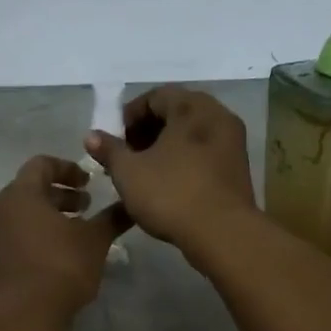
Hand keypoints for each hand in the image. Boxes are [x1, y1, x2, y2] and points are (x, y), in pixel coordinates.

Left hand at [0, 156, 128, 314]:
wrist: (23, 314)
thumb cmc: (61, 265)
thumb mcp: (94, 239)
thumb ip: (111, 218)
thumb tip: (131, 205)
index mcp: (21, 193)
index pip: (42, 164)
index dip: (68, 169)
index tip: (89, 183)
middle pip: (30, 189)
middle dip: (60, 195)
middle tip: (86, 206)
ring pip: (21, 213)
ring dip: (48, 216)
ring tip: (75, 231)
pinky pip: (14, 234)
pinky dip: (35, 234)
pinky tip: (57, 252)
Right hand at [84, 86, 256, 254]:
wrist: (223, 234)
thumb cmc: (171, 194)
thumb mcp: (128, 172)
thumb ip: (109, 150)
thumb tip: (91, 135)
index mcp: (192, 107)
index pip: (155, 96)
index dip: (129, 116)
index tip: (114, 141)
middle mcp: (217, 115)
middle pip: (175, 112)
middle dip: (147, 131)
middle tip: (127, 156)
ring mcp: (233, 141)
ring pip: (191, 134)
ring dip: (165, 146)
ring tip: (144, 171)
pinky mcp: (239, 167)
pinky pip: (206, 151)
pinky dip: (184, 159)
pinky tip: (168, 183)